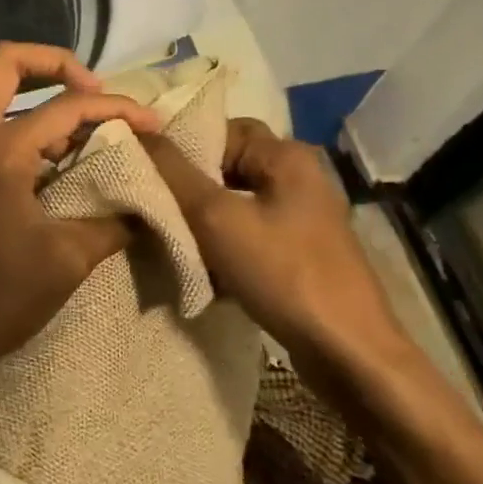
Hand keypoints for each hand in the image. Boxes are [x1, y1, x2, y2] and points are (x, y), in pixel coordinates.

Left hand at [0, 42, 160, 390]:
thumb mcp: (66, 261)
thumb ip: (112, 222)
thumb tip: (148, 204)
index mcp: (1, 150)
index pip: (68, 105)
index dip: (117, 108)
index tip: (152, 124)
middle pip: (7, 64)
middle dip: (56, 64)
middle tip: (97, 93)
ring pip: (0, 96)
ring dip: (44, 98)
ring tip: (91, 129)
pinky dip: (31, 130)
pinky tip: (64, 162)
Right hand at [142, 119, 409, 376]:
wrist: (348, 353)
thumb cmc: (283, 273)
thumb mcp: (216, 218)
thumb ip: (173, 172)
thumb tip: (134, 131)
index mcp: (286, 156)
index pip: (221, 129)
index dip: (182, 147)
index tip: (147, 173)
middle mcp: (299, 177)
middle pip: (227, 167)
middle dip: (189, 188)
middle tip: (155, 208)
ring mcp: (302, 217)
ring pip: (235, 203)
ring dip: (202, 221)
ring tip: (171, 240)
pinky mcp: (300, 252)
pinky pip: (249, 234)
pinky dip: (223, 246)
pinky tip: (202, 270)